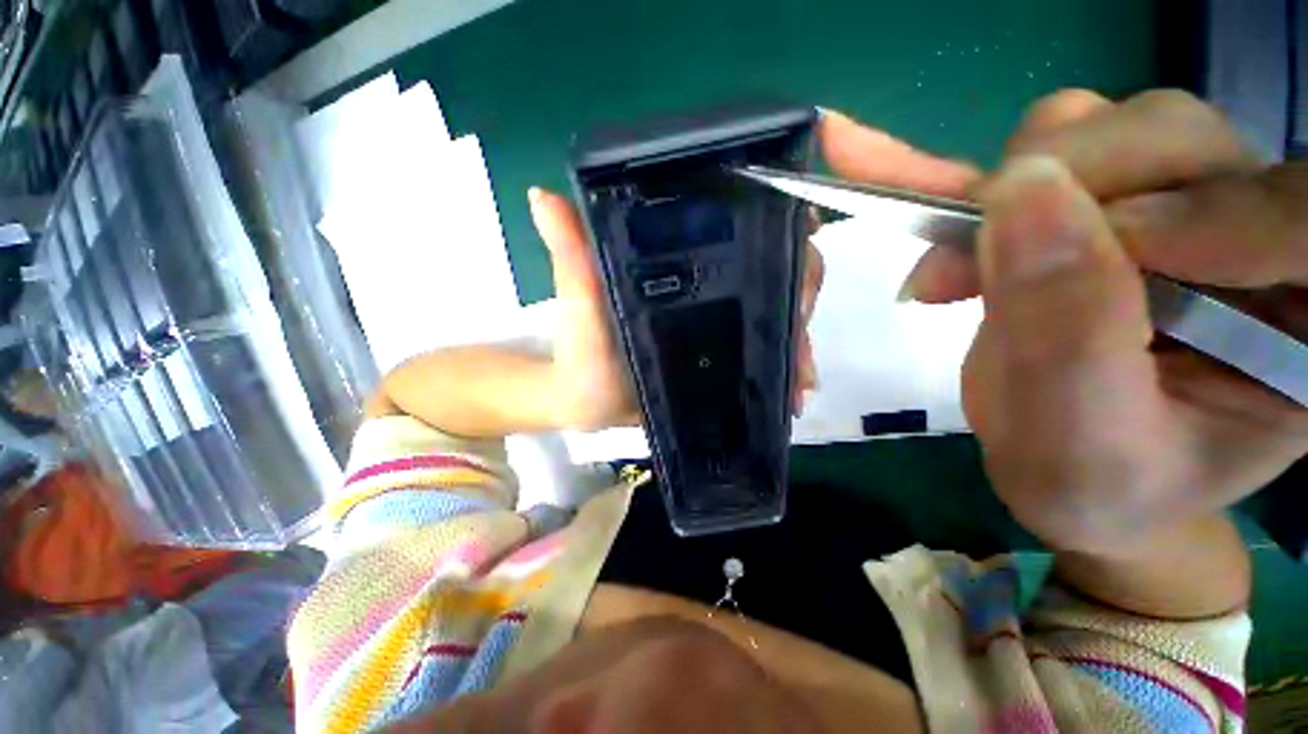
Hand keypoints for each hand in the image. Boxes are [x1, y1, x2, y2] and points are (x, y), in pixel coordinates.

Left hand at [527, 188, 823, 432]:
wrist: (586, 406)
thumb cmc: (579, 356)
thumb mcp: (579, 308)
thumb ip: (571, 262)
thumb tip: (542, 197)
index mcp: (679, 269)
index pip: (736, 234)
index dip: (776, 230)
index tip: (803, 237)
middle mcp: (707, 291)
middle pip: (771, 278)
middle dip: (798, 298)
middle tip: (801, 332)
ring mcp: (719, 328)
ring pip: (773, 322)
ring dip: (797, 345)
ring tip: (801, 380)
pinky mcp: (723, 362)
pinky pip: (762, 361)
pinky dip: (783, 375)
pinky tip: (793, 396)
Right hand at [898, 90, 1307, 554]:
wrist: (1062, 468)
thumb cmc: (1092, 486)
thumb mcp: (1077, 442)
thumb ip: (1065, 330)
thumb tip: (1020, 193)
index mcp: (1304, 323)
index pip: (1305, 219)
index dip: (1221, 211)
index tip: (1106, 249)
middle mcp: (1264, 240)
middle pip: (1186, 144)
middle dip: (1066, 193)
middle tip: (963, 268)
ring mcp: (1191, 204)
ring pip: (1120, 129)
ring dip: (1021, 191)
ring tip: (960, 271)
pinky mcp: (1120, 199)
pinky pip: (1068, 141)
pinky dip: (1005, 191)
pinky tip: (976, 251)